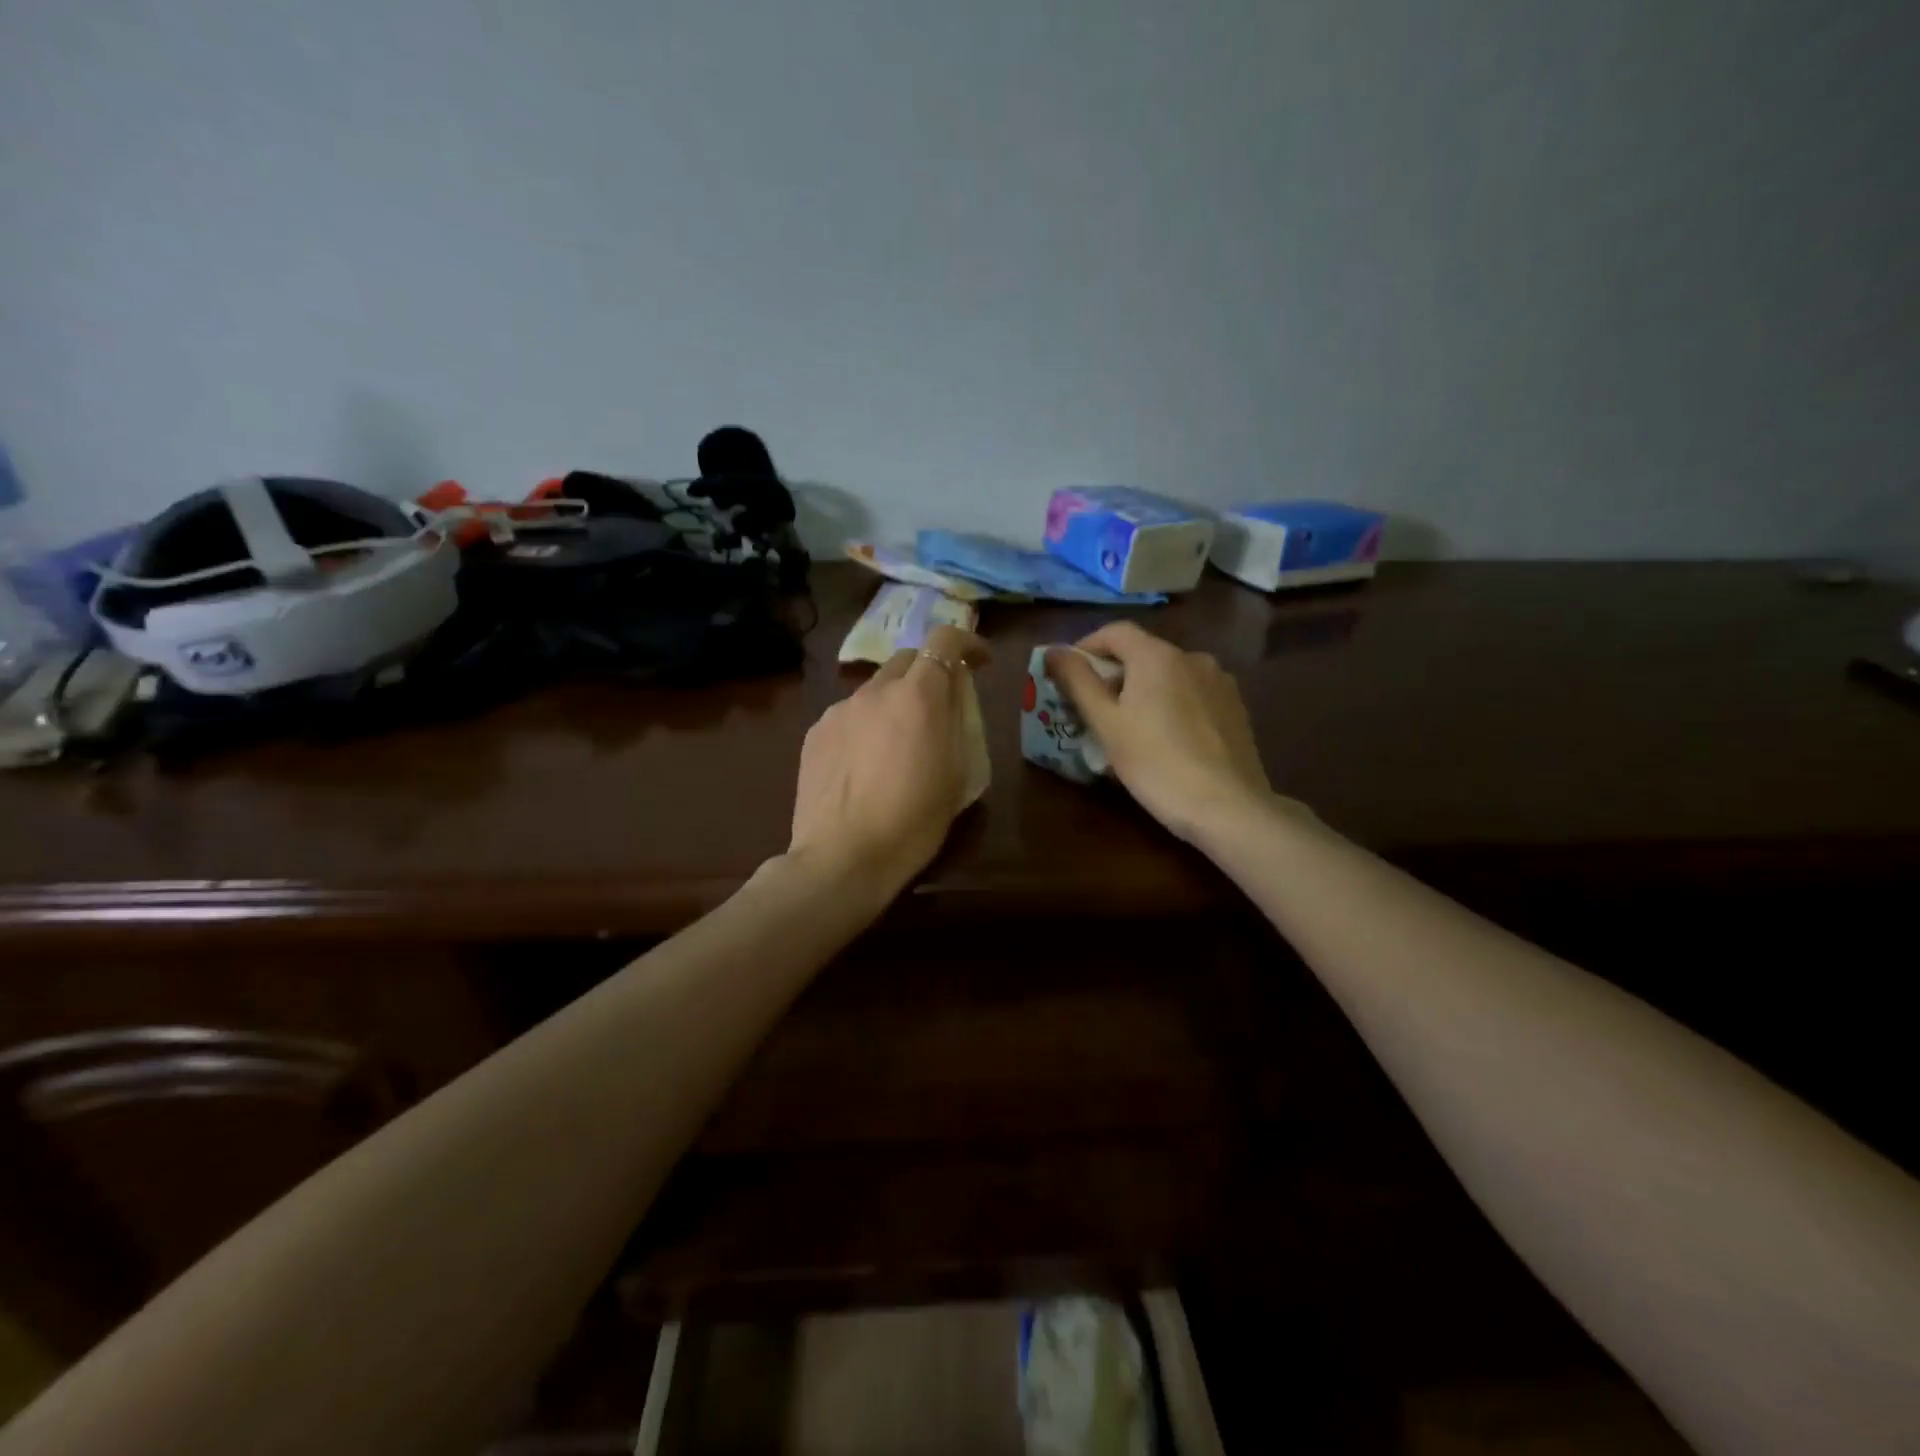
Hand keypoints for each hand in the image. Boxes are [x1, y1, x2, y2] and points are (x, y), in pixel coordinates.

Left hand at [788, 624, 990, 894]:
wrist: (843, 858)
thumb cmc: (913, 822)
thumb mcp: (957, 775)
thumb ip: (957, 724)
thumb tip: (952, 699)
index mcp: (918, 697)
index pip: (944, 641)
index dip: (966, 643)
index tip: (980, 663)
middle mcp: (875, 691)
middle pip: (907, 659)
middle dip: (928, 673)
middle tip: (939, 707)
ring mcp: (839, 710)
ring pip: (874, 690)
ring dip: (894, 702)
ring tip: (897, 744)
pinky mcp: (815, 733)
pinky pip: (848, 716)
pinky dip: (865, 726)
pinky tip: (865, 764)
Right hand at [1047, 622, 1277, 843]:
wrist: (1227, 807)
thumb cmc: (1155, 764)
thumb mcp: (1106, 724)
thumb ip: (1078, 682)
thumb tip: (1053, 651)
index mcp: (1157, 656)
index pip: (1115, 632)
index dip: (1087, 647)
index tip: (1069, 675)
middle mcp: (1193, 657)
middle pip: (1143, 653)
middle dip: (1115, 674)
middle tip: (1094, 710)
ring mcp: (1220, 682)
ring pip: (1170, 675)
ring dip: (1144, 690)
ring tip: (1130, 728)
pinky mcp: (1236, 708)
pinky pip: (1193, 694)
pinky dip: (1172, 704)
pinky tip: (1167, 739)